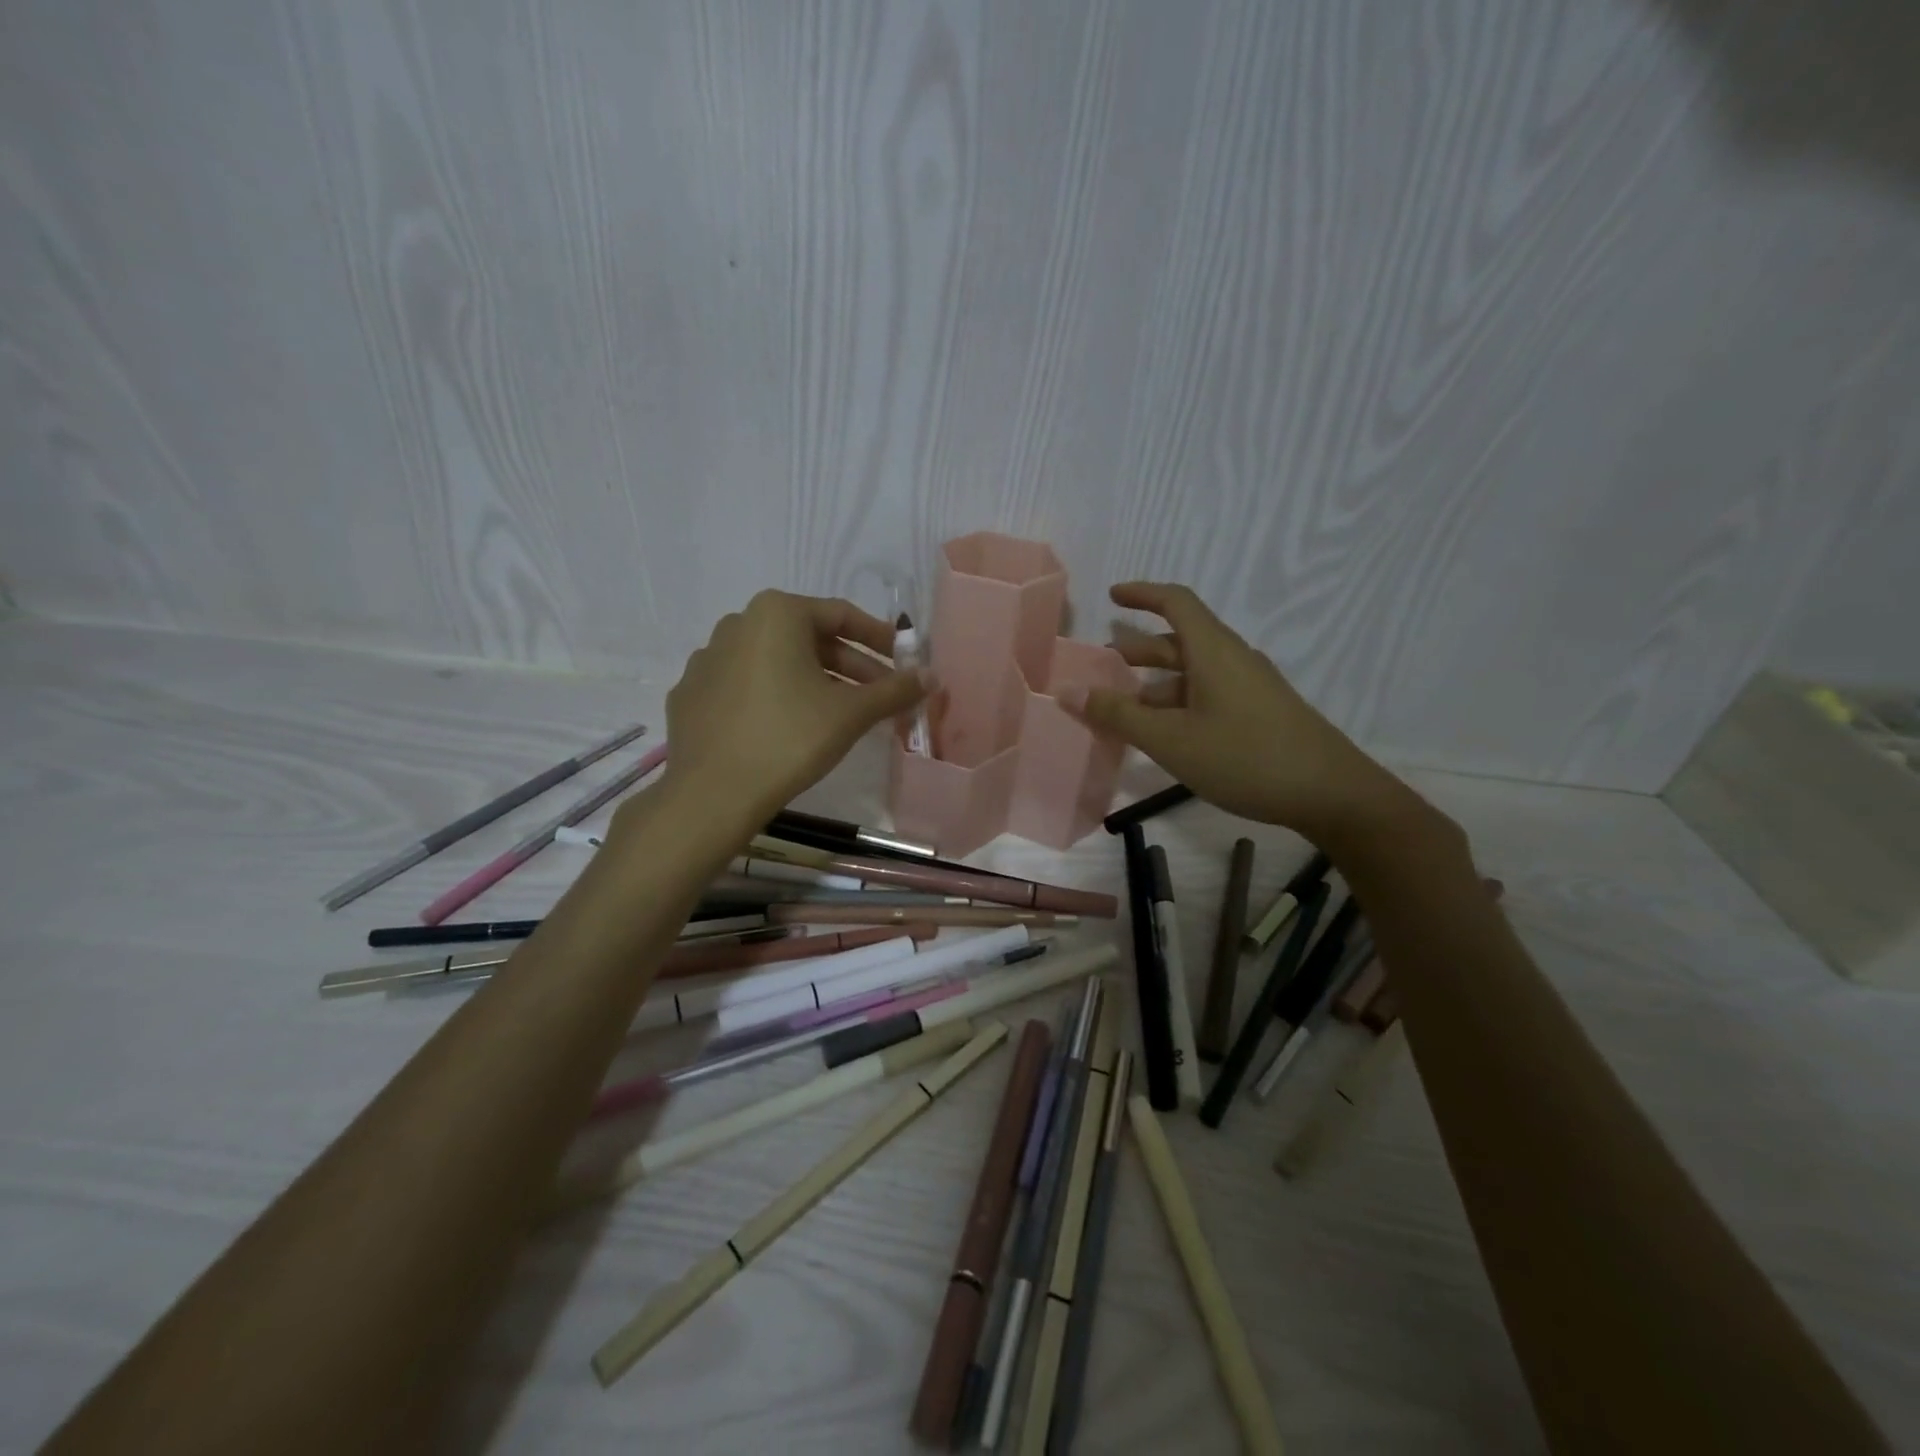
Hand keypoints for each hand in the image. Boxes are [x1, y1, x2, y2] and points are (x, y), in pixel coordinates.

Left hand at [661, 589, 926, 827]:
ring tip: (841, 714)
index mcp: (776, 614)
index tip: (902, 661)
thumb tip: (931, 677)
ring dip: (815, 681)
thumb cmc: (790, 739)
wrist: (712, 794)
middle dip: (850, 666)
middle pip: (808, 639)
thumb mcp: (851, 713)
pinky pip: (745, 685)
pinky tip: (790, 727)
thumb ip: (894, 690)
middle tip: (880, 695)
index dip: (879, 638)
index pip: (841, 615)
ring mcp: (708, 659)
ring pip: (776, 662)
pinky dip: (775, 697)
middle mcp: (737, 624)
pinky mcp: (692, 693)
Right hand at [1063, 582, 1412, 843]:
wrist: (1331, 793)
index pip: (1177, 602)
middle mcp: (1234, 660)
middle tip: (1104, 665)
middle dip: (1140, 649)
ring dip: (1157, 682)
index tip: (1113, 595)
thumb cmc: (1244, 757)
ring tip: (1125, 707)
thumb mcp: (1170, 739)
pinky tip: (1166, 734)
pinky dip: (1179, 702)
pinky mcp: (1261, 713)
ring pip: (1195, 672)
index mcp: (1214, 651)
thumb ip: (1118, 715)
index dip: (1143, 594)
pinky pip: (1210, 694)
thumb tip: (1068, 690)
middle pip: (1182, 639)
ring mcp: (1251, 687)